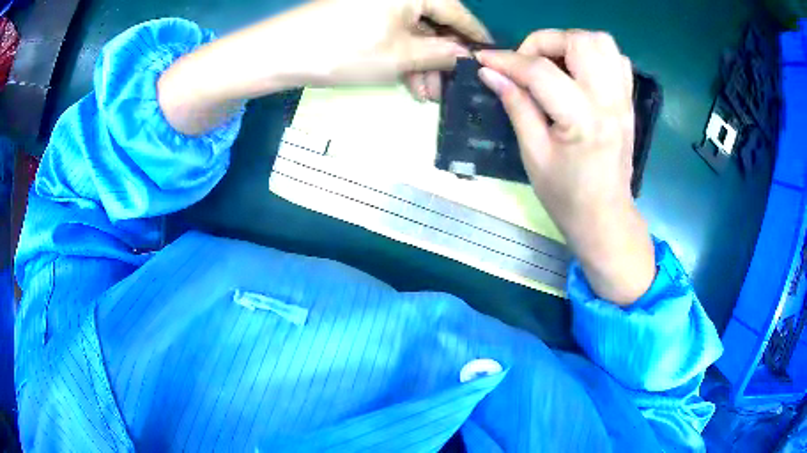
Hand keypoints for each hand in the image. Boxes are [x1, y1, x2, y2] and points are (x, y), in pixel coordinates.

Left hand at [158, 0, 489, 133]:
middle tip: (451, 89)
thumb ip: (443, 54)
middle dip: (443, 58)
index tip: (490, 58)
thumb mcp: (402, 55)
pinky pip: (394, 33)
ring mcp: (379, 4)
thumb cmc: (345, 49)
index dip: (474, 37)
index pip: (458, 12)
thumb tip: (469, 56)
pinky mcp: (363, 15)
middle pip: (435, 23)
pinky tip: (409, 82)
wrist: (280, 52)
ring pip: (414, 32)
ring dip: (423, 63)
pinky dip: (403, 56)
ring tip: (428, 95)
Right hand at [475, 30, 654, 304]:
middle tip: (527, 64)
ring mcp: (623, 99)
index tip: (483, 60)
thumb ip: (516, 106)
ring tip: (553, 63)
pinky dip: (594, 54)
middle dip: (544, 42)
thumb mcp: (534, 155)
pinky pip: (616, 59)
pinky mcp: (628, 101)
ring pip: (601, 42)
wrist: (606, 218)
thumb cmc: (567, 197)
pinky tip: (578, 72)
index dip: (507, 60)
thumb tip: (490, 73)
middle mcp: (609, 101)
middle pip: (579, 41)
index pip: (541, 71)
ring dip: (571, 43)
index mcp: (583, 120)